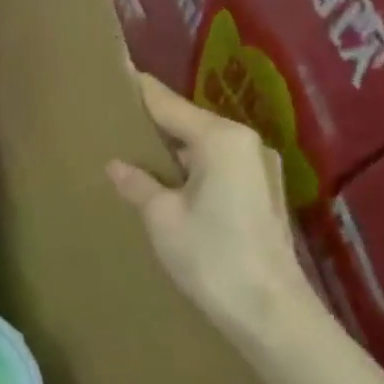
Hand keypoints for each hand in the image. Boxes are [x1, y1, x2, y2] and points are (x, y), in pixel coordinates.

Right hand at [107, 74, 313, 334]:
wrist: (268, 310)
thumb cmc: (210, 256)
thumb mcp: (162, 217)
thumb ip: (138, 183)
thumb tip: (117, 165)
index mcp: (222, 140)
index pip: (169, 105)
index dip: (139, 91)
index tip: (115, 73)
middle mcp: (246, 144)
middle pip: (190, 123)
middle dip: (154, 122)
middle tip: (115, 120)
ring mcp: (260, 168)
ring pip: (205, 147)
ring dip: (173, 149)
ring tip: (134, 151)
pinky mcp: (264, 193)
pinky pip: (218, 166)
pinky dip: (191, 168)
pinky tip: (166, 181)